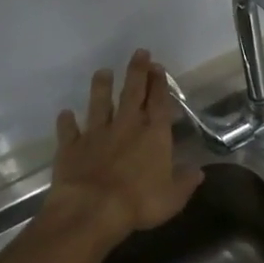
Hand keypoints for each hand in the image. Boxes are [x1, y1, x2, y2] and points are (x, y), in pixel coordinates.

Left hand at [47, 50, 203, 242]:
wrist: (91, 210)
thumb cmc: (139, 202)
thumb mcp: (173, 197)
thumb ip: (185, 181)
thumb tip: (198, 171)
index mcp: (154, 135)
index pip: (159, 102)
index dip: (159, 83)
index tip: (158, 66)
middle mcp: (126, 127)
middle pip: (132, 93)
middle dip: (137, 72)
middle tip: (139, 53)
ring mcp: (97, 134)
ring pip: (99, 104)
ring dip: (101, 88)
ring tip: (102, 72)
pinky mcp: (72, 147)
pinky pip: (69, 131)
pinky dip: (66, 121)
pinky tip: (64, 114)